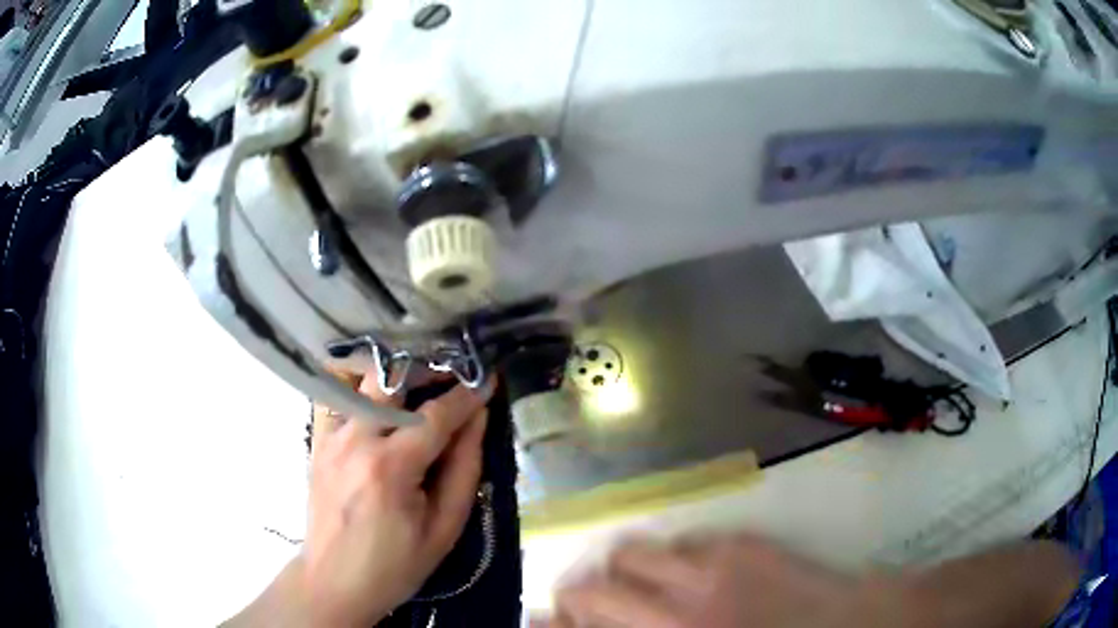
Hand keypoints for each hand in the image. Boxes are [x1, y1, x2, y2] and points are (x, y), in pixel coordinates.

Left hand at [300, 372, 493, 625]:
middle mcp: (355, 440)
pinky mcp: (317, 442)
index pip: (436, 415)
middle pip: (393, 380)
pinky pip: (342, 399)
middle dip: (429, 371)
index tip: (488, 378)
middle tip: (455, 376)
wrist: (334, 581)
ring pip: (364, 383)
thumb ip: (464, 469)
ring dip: (398, 378)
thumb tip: (478, 419)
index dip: (467, 394)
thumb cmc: (395, 565)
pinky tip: (385, 405)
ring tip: (424, 387)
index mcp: (390, 468)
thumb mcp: (444, 528)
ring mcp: (330, 438)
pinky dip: (366, 393)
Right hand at [548, 535, 873, 627]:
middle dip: (573, 597)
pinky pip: (684, 542)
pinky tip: (687, 564)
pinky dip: (673, 554)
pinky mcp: (741, 546)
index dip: (553, 624)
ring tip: (633, 575)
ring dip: (621, 567)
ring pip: (631, 555)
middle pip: (588, 593)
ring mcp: (706, 577)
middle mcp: (672, 616)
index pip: (581, 627)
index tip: (545, 619)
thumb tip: (614, 622)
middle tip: (579, 601)